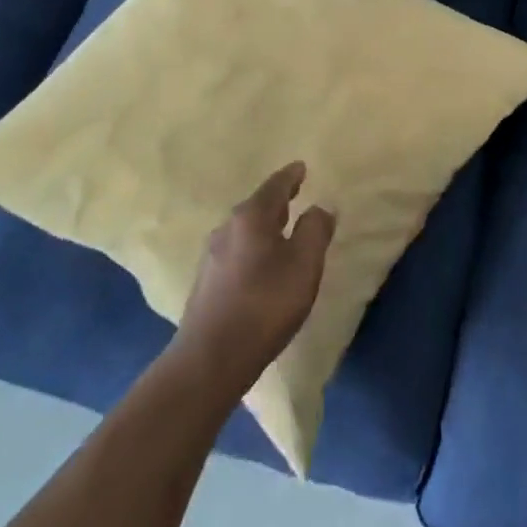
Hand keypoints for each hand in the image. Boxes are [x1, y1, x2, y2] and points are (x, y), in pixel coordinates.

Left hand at [172, 162, 336, 397]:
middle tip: (295, 194)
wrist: (210, 359)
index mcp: (251, 217)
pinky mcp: (206, 283)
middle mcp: (227, 228)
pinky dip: (253, 248)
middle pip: (257, 206)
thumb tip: (320, 207)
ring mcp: (212, 256)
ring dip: (264, 227)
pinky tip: (261, 265)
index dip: (291, 176)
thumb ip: (315, 231)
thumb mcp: (304, 265)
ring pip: (245, 230)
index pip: (275, 186)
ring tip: (282, 231)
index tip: (301, 167)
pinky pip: (236, 252)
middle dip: (277, 201)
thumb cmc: (265, 304)